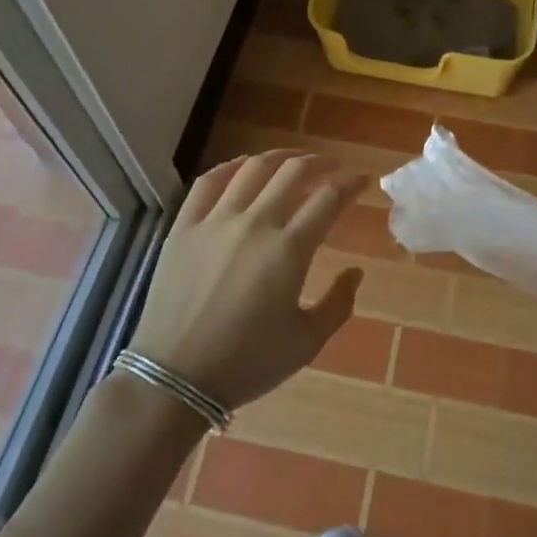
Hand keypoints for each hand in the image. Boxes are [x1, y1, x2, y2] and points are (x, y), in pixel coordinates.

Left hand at [129, 151, 365, 410]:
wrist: (174, 379)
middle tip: (330, 166)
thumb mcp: (306, 343)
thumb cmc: (246, 363)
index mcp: (289, 250)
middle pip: (293, 172)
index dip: (351, 184)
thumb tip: (356, 271)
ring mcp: (216, 220)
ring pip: (253, 168)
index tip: (362, 181)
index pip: (329, 198)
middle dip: (319, 163)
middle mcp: (255, 223)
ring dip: (280, 157)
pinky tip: (241, 167)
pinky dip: (230, 166)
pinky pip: (208, 182)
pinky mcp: (184, 226)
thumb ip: (338, 304)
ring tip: (292, 159)